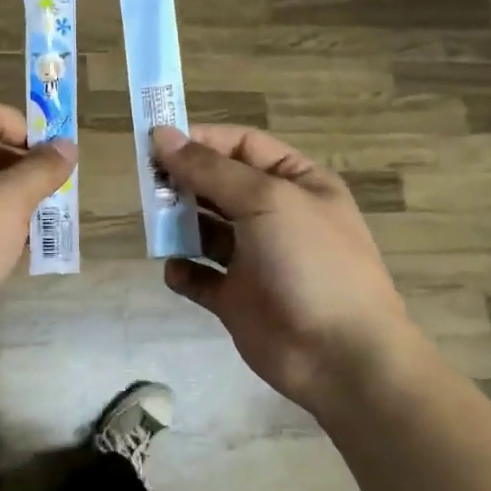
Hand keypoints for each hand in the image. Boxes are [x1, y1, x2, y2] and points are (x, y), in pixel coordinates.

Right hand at [153, 125, 425, 416]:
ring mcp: (255, 259)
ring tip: (158, 225)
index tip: (158, 143)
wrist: (340, 356)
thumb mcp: (266, 200)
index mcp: (296, 183)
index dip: (202, 140)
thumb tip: (162, 135)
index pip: (243, 145)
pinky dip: (184, 271)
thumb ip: (210, 169)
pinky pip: (200, 277)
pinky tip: (177, 269)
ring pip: (205, 230)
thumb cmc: (311, 262)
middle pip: (219, 185)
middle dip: (185, 182)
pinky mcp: (237, 299)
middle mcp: (275, 216)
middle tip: (150, 185)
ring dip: (179, 224)